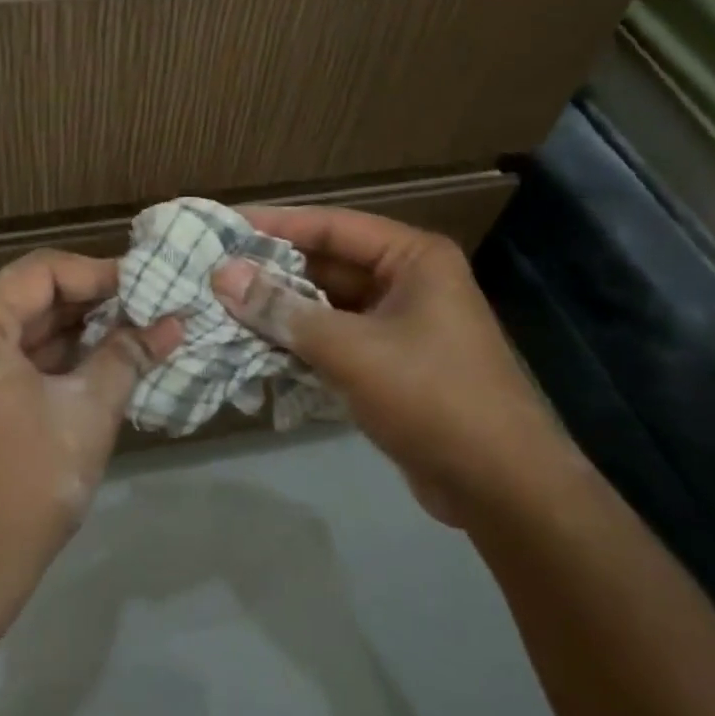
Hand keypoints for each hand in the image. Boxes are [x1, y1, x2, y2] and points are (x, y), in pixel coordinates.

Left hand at [0, 249, 182, 593]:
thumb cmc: (24, 483)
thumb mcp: (87, 411)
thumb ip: (127, 355)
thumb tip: (173, 323)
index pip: (44, 271)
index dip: (100, 274)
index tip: (150, 286)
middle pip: (36, 294)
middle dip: (96, 302)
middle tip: (153, 307)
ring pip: (32, 326)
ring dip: (84, 330)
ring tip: (142, 331)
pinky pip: (23, 357)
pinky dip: (64, 357)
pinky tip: (110, 361)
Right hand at [211, 207, 575, 525]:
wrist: (502, 490)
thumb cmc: (433, 398)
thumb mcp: (352, 350)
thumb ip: (284, 311)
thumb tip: (223, 275)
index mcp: (411, 258)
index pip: (330, 226)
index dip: (274, 224)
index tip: (222, 225)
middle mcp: (406, 281)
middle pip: (325, 265)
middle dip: (271, 271)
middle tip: (212, 270)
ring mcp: (398, 324)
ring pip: (325, 305)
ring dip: (280, 309)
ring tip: (221, 306)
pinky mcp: (389, 362)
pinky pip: (333, 338)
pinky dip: (298, 342)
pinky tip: (252, 346)